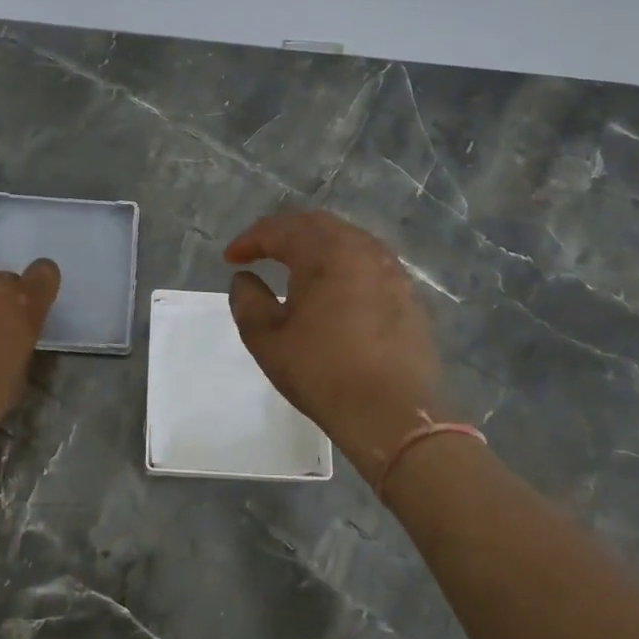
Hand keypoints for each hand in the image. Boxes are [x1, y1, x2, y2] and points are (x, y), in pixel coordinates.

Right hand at [225, 211, 445, 487]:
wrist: (392, 413)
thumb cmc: (322, 371)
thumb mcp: (266, 339)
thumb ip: (248, 300)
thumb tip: (245, 278)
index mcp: (325, 253)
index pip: (280, 230)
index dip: (250, 240)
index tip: (231, 258)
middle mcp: (362, 249)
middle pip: (317, 225)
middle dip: (284, 233)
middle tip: (260, 250)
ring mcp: (391, 270)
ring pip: (347, 240)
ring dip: (315, 246)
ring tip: (294, 265)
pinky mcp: (407, 294)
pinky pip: (367, 262)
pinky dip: (342, 264)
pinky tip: (333, 287)